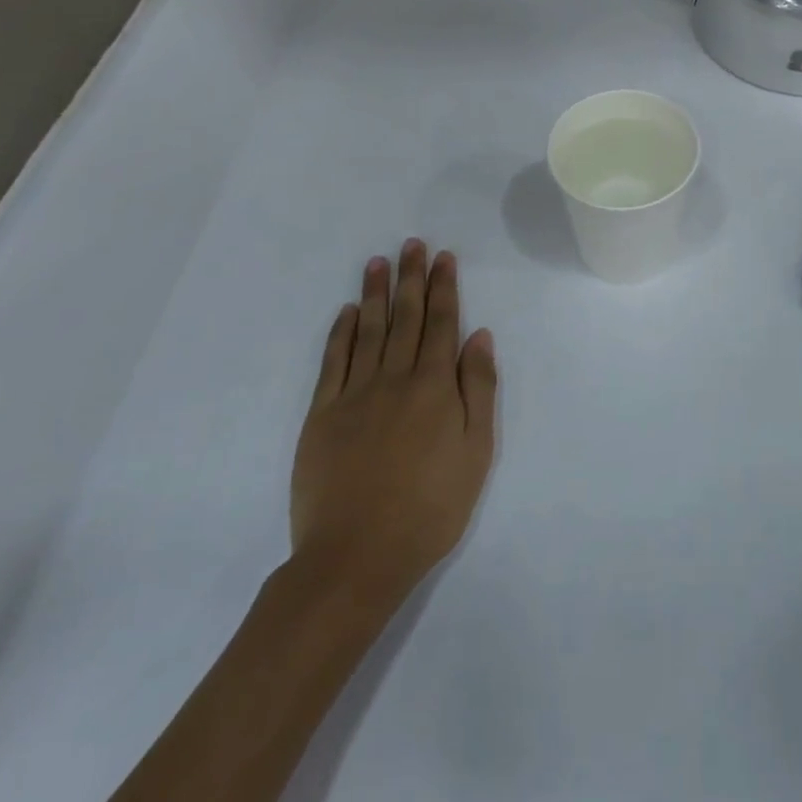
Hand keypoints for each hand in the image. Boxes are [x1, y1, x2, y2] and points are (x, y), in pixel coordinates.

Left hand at [290, 240, 497, 592]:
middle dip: (411, 277)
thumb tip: (479, 335)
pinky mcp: (322, 415)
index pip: (442, 323)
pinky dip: (340, 332)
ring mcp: (354, 394)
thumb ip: (478, 389)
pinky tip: (346, 312)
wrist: (356, 557)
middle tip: (412, 244)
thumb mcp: (476, 452)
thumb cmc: (430, 508)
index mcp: (434, 386)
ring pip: (367, 330)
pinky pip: (333, 361)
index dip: (443, 287)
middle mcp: (394, 378)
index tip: (443, 258)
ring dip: (375, 293)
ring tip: (378, 261)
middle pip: (406, 317)